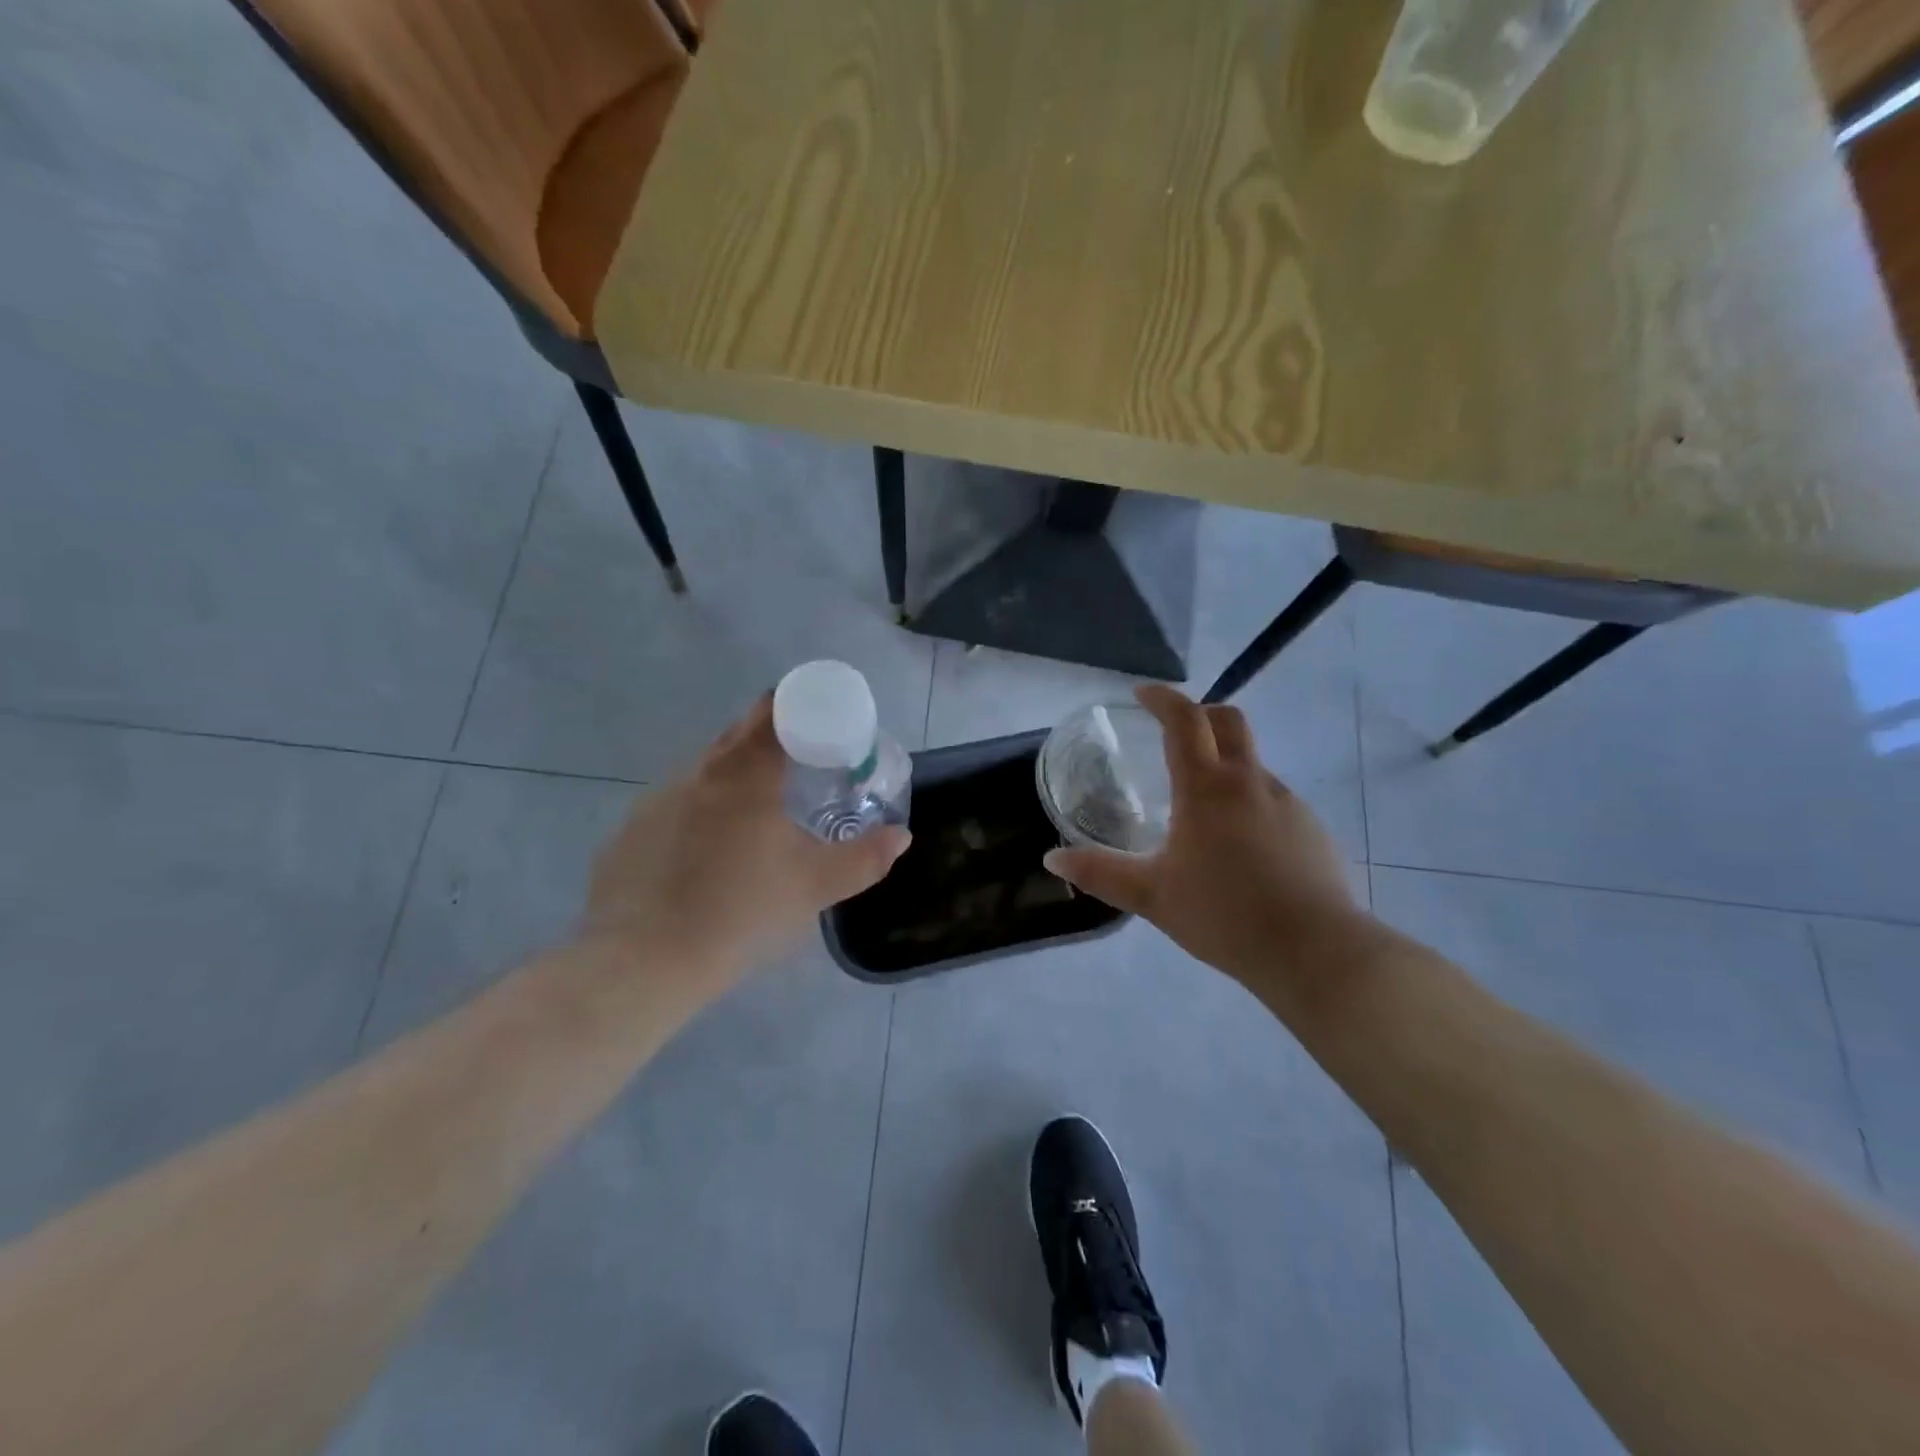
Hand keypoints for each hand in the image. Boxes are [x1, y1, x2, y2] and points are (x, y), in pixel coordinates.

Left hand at [582, 696, 910, 992]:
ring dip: (735, 781)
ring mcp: (656, 800)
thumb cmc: (741, 912)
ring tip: (758, 821)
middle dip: (773, 743)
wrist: (642, 963)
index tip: (823, 728)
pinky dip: (701, 814)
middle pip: (739, 736)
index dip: (801, 707)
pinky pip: (676, 805)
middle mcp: (697, 772)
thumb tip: (901, 836)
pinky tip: (709, 857)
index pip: (774, 710)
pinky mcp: (630, 831)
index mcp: (745, 773)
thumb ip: (865, 858)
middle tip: (803, 773)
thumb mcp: (815, 887)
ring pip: (706, 772)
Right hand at [1045, 685, 1362, 991]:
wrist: (1314, 951)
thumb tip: (1051, 859)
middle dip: (1200, 713)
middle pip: (1229, 720)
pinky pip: (1272, 799)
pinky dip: (1248, 802)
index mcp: (1206, 788)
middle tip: (1174, 731)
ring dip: (1224, 764)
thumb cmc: (1223, 915)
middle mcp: (1249, 782)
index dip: (1162, 698)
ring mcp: (1287, 802)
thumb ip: (1100, 873)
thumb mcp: (1151, 896)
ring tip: (1201, 808)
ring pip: (1251, 764)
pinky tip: (1241, 847)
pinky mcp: (1312, 828)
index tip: (1142, 694)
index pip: (1184, 720)